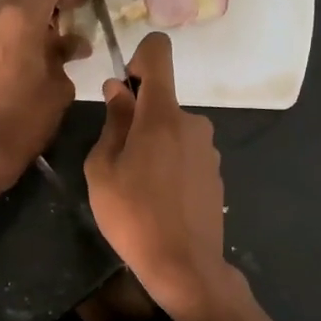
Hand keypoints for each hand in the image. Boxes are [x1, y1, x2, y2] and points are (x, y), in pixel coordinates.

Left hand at [0, 0, 88, 192]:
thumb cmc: (24, 121)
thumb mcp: (58, 88)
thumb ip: (65, 54)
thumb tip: (73, 43)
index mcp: (20, 15)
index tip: (83, 4)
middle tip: (70, 10)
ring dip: (31, 1)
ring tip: (49, 32)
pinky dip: (13, 17)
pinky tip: (26, 46)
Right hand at [84, 34, 239, 320]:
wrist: (184, 266)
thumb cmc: (132, 216)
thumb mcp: (103, 170)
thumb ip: (113, 123)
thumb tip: (118, 91)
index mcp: (162, 115)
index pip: (158, 54)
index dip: (139, 57)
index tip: (124, 87)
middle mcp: (193, 123)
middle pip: (161, 102)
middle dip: (138, 120)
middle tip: (118, 161)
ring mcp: (208, 149)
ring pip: (172, 131)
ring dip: (154, 146)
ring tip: (138, 188)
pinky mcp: (216, 173)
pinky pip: (186, 154)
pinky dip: (170, 165)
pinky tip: (161, 201)